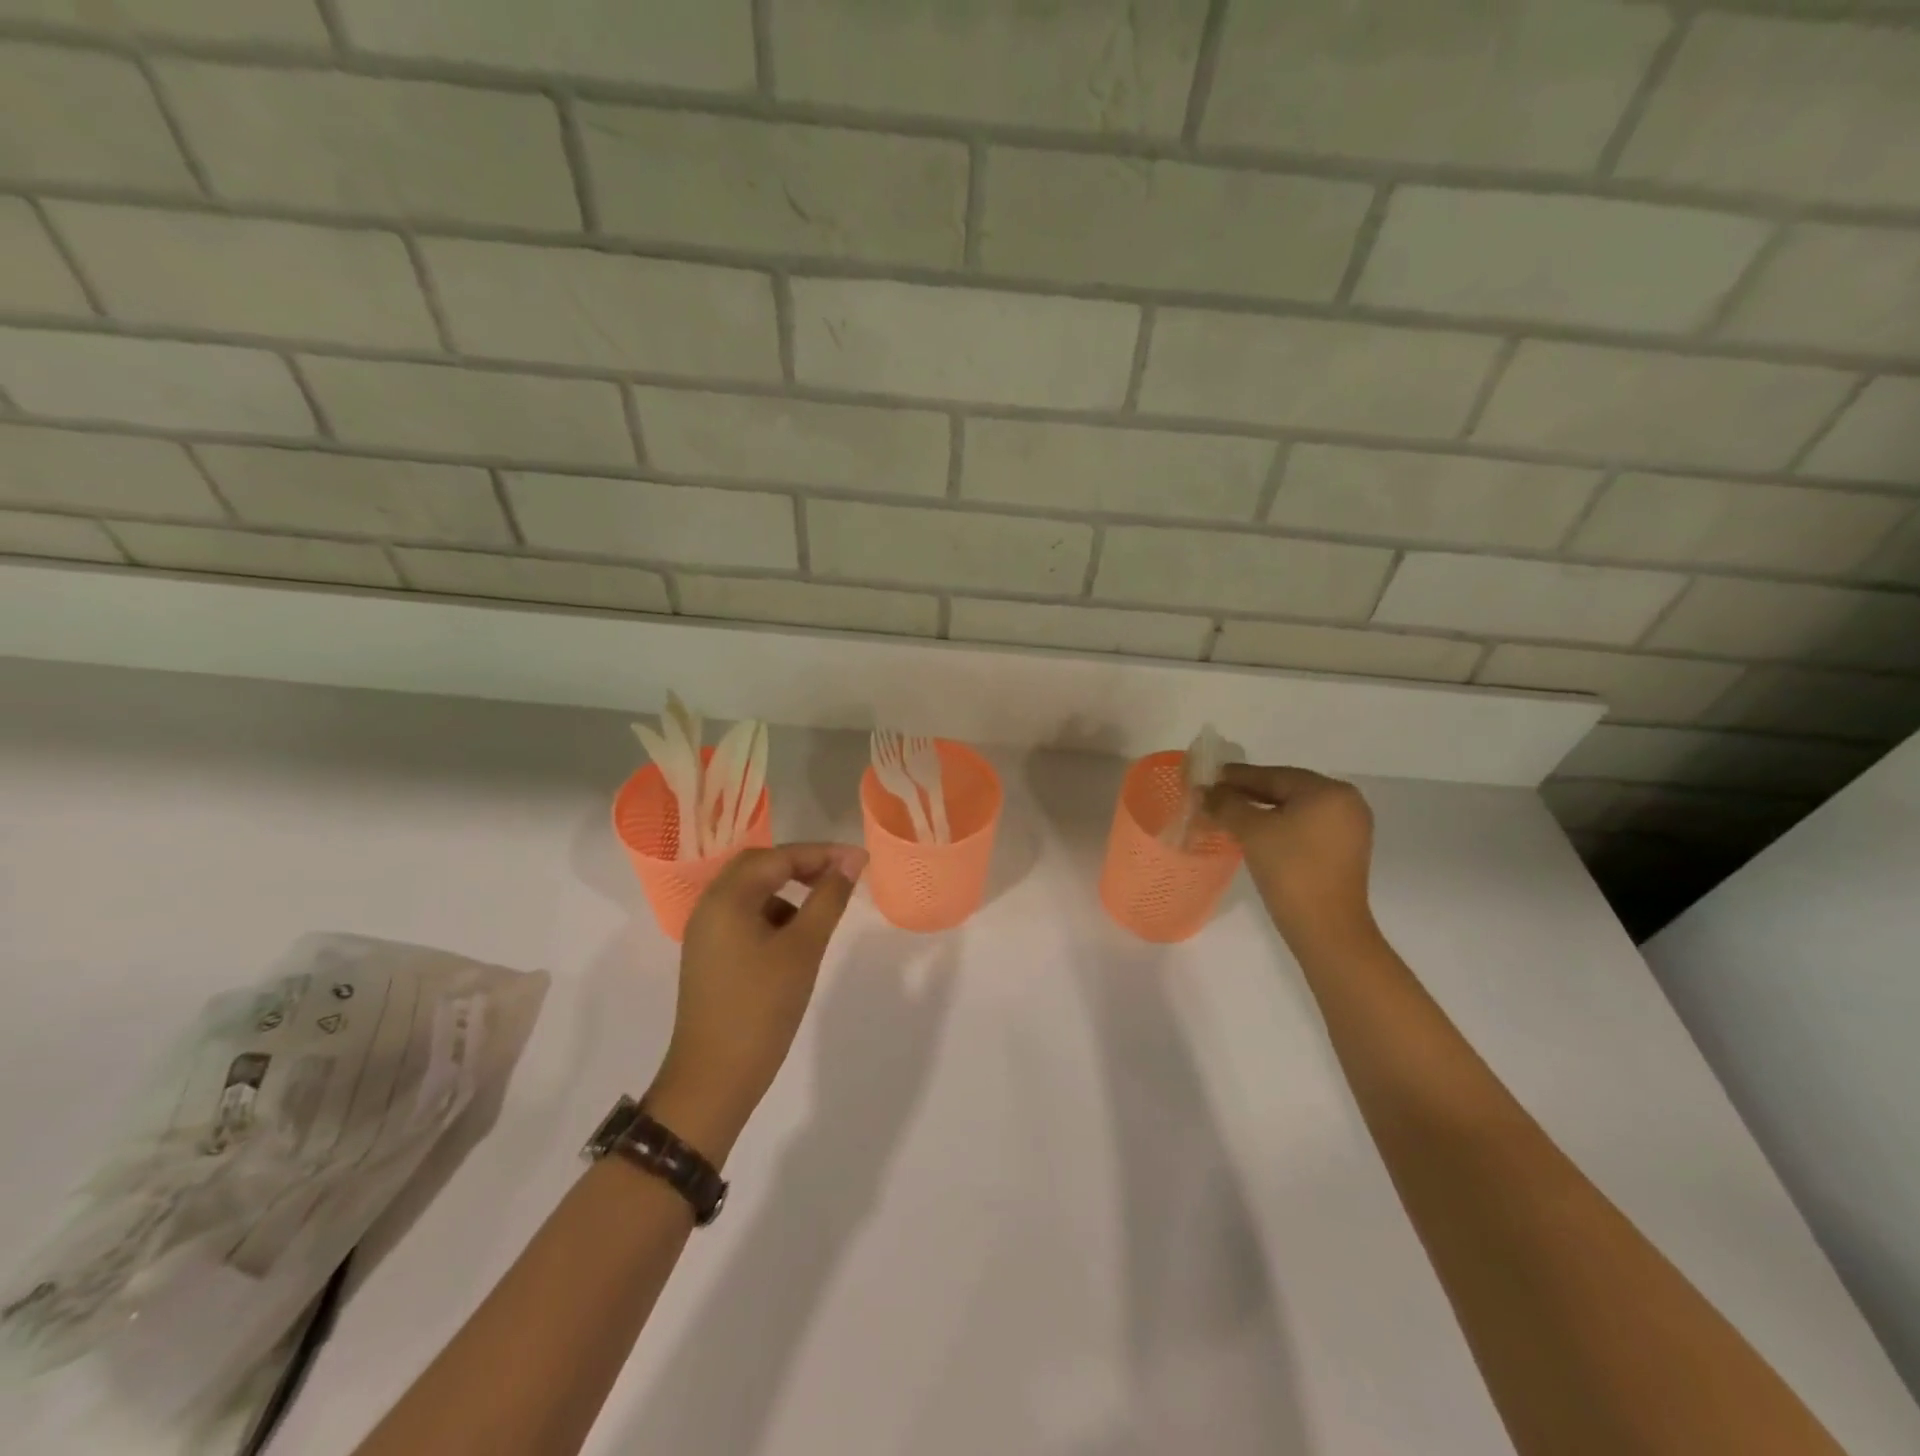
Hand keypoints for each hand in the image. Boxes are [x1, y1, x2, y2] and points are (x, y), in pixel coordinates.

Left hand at [647, 842, 867, 1163]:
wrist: (713, 1079)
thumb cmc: (761, 1008)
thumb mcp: (803, 949)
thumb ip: (828, 899)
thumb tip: (852, 861)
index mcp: (727, 898)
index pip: (778, 857)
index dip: (822, 853)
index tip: (861, 860)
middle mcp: (710, 906)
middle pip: (759, 867)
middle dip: (802, 865)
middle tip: (840, 875)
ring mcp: (706, 933)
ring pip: (751, 892)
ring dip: (787, 889)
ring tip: (823, 905)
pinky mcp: (710, 956)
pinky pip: (744, 917)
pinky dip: (773, 914)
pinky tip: (796, 937)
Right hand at [1203, 764, 1377, 953]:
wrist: (1326, 929)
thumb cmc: (1291, 870)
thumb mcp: (1252, 831)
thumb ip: (1226, 804)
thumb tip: (1204, 790)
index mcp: (1330, 791)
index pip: (1274, 775)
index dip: (1236, 776)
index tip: (1208, 777)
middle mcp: (1346, 803)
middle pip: (1286, 790)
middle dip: (1247, 793)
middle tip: (1213, 795)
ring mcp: (1348, 828)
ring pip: (1294, 809)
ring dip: (1260, 810)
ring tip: (1227, 813)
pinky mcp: (1343, 851)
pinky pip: (1304, 827)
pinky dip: (1278, 825)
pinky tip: (1253, 832)